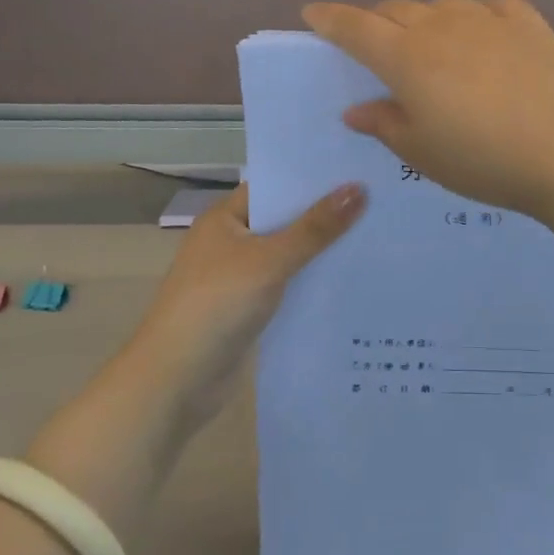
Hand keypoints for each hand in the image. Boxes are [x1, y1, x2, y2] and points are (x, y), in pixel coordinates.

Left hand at [127, 182, 364, 430]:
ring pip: (288, 255)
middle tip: (378, 202)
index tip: (358, 172)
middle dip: (324, 216)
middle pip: (284, 220)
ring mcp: (238, 278)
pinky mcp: (247, 310)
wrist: (175, 383)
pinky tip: (348, 281)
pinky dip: (310, 283)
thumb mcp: (270, 260)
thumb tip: (358, 188)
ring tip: (375, 238)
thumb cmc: (217, 305)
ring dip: (320, 252)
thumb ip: (315, 228)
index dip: (313, 180)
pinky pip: (286, 286)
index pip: (275, 186)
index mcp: (226, 218)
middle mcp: (230, 242)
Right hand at [302, 0, 553, 216]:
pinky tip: (484, 33)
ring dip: (426, 19)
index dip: (330, 18)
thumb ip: (385, 124)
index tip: (313, 12)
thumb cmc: (484, 159)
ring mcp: (487, 18)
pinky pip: (490, 6)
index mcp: (406, 57)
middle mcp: (442, 25)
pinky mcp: (527, 22)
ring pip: (442, 5)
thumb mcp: (423, 152)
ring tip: (432, 44)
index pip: (355, 27)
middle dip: (377, 22)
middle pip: (396, 10)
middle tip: (375, 43)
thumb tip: (355, 109)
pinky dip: (475, 16)